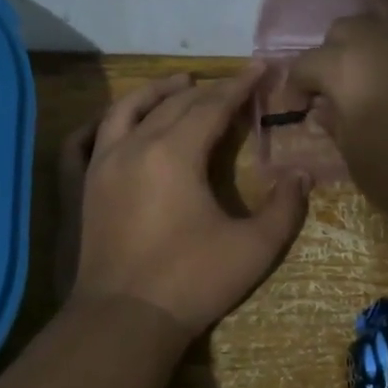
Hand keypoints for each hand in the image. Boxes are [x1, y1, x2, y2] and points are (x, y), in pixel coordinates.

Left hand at [66, 65, 310, 334]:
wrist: (125, 319)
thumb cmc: (193, 281)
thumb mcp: (254, 248)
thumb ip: (284, 208)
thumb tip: (301, 175)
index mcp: (174, 154)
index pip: (211, 106)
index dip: (239, 86)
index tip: (259, 69)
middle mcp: (134, 146)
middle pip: (173, 104)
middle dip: (207, 89)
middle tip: (232, 83)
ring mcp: (103, 165)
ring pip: (127, 109)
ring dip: (157, 92)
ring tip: (180, 83)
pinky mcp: (86, 186)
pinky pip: (93, 136)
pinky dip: (113, 119)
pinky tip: (123, 120)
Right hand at [281, 0, 387, 222]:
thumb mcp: (357, 159)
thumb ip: (337, 125)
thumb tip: (326, 109)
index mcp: (345, 67)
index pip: (306, 65)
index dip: (296, 86)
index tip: (299, 107)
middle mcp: (380, 35)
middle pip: (345, 28)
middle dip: (335, 52)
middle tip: (342, 83)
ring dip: (376, 26)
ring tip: (380, 50)